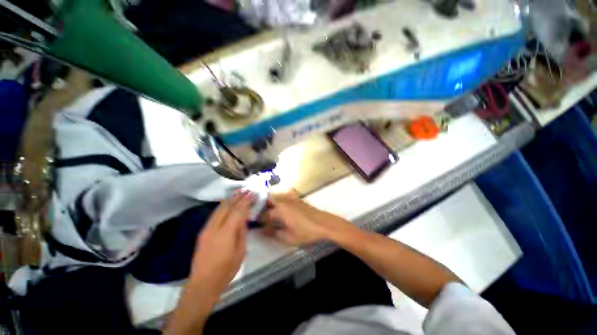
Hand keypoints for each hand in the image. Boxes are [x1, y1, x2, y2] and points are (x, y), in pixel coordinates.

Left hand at [188, 190, 253, 299]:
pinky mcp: (203, 232)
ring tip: (238, 193)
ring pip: (219, 209)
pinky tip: (227, 204)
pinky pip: (214, 214)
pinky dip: (223, 206)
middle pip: (227, 207)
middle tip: (246, 190)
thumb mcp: (240, 252)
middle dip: (237, 197)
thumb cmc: (226, 270)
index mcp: (226, 233)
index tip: (252, 193)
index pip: (237, 211)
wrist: (202, 284)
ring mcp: (207, 229)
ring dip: (229, 200)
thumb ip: (242, 233)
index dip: (245, 201)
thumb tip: (243, 220)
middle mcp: (214, 228)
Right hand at [261, 190, 346, 245]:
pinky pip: (286, 194)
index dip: (259, 220)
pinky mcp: (297, 198)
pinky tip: (283, 203)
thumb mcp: (289, 238)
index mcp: (279, 210)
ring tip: (269, 210)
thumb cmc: (306, 232)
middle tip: (262, 216)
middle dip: (262, 206)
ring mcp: (291, 198)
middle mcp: (283, 201)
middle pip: (268, 200)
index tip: (257, 225)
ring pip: (276, 195)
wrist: (323, 223)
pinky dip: (282, 196)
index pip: (264, 214)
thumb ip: (274, 234)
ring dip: (270, 201)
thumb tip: (263, 231)